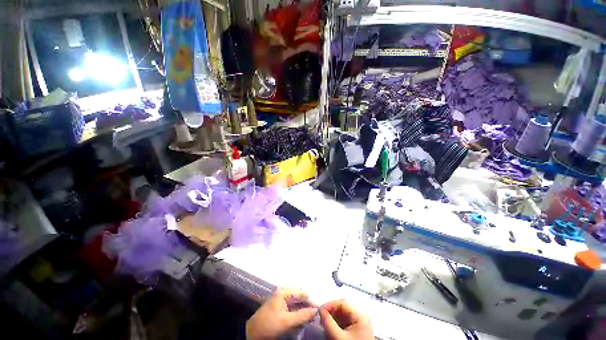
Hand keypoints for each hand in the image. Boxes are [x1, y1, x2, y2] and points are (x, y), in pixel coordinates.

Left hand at [246, 288, 317, 339]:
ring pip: (297, 303)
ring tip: (311, 318)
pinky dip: (298, 314)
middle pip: (299, 297)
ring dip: (303, 310)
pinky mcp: (280, 308)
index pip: (302, 292)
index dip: (311, 300)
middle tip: (316, 314)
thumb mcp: (286, 321)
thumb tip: (316, 310)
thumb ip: (302, 315)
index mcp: (284, 292)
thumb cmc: (269, 325)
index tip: (319, 308)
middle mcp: (283, 293)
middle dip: (308, 305)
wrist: (251, 334)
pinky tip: (302, 319)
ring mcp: (281, 300)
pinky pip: (293, 309)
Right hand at [320, 300, 373, 339]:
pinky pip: (343, 324)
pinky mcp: (355, 332)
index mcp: (359, 315)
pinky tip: (330, 330)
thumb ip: (328, 322)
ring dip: (332, 319)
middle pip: (342, 309)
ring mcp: (358, 325)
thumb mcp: (338, 337)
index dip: (330, 304)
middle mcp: (359, 318)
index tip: (319, 310)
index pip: (342, 303)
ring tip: (324, 325)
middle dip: (330, 312)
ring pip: (342, 316)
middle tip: (321, 318)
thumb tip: (320, 310)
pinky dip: (335, 325)